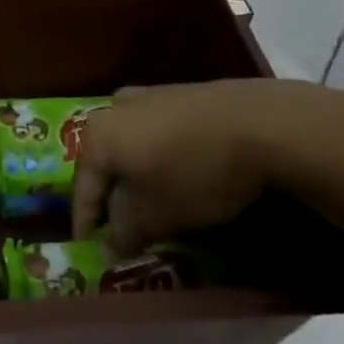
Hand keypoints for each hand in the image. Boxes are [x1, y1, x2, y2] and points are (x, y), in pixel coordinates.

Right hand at [72, 79, 343, 253]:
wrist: (261, 123)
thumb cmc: (196, 173)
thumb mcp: (158, 215)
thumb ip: (125, 234)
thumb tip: (105, 251)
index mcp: (98, 138)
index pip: (83, 189)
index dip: (85, 223)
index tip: (88, 248)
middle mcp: (113, 110)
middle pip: (104, 162)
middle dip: (111, 196)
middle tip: (121, 226)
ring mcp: (147, 96)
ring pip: (130, 144)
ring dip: (135, 173)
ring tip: (150, 200)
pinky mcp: (178, 92)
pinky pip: (155, 131)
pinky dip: (157, 155)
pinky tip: (176, 172)